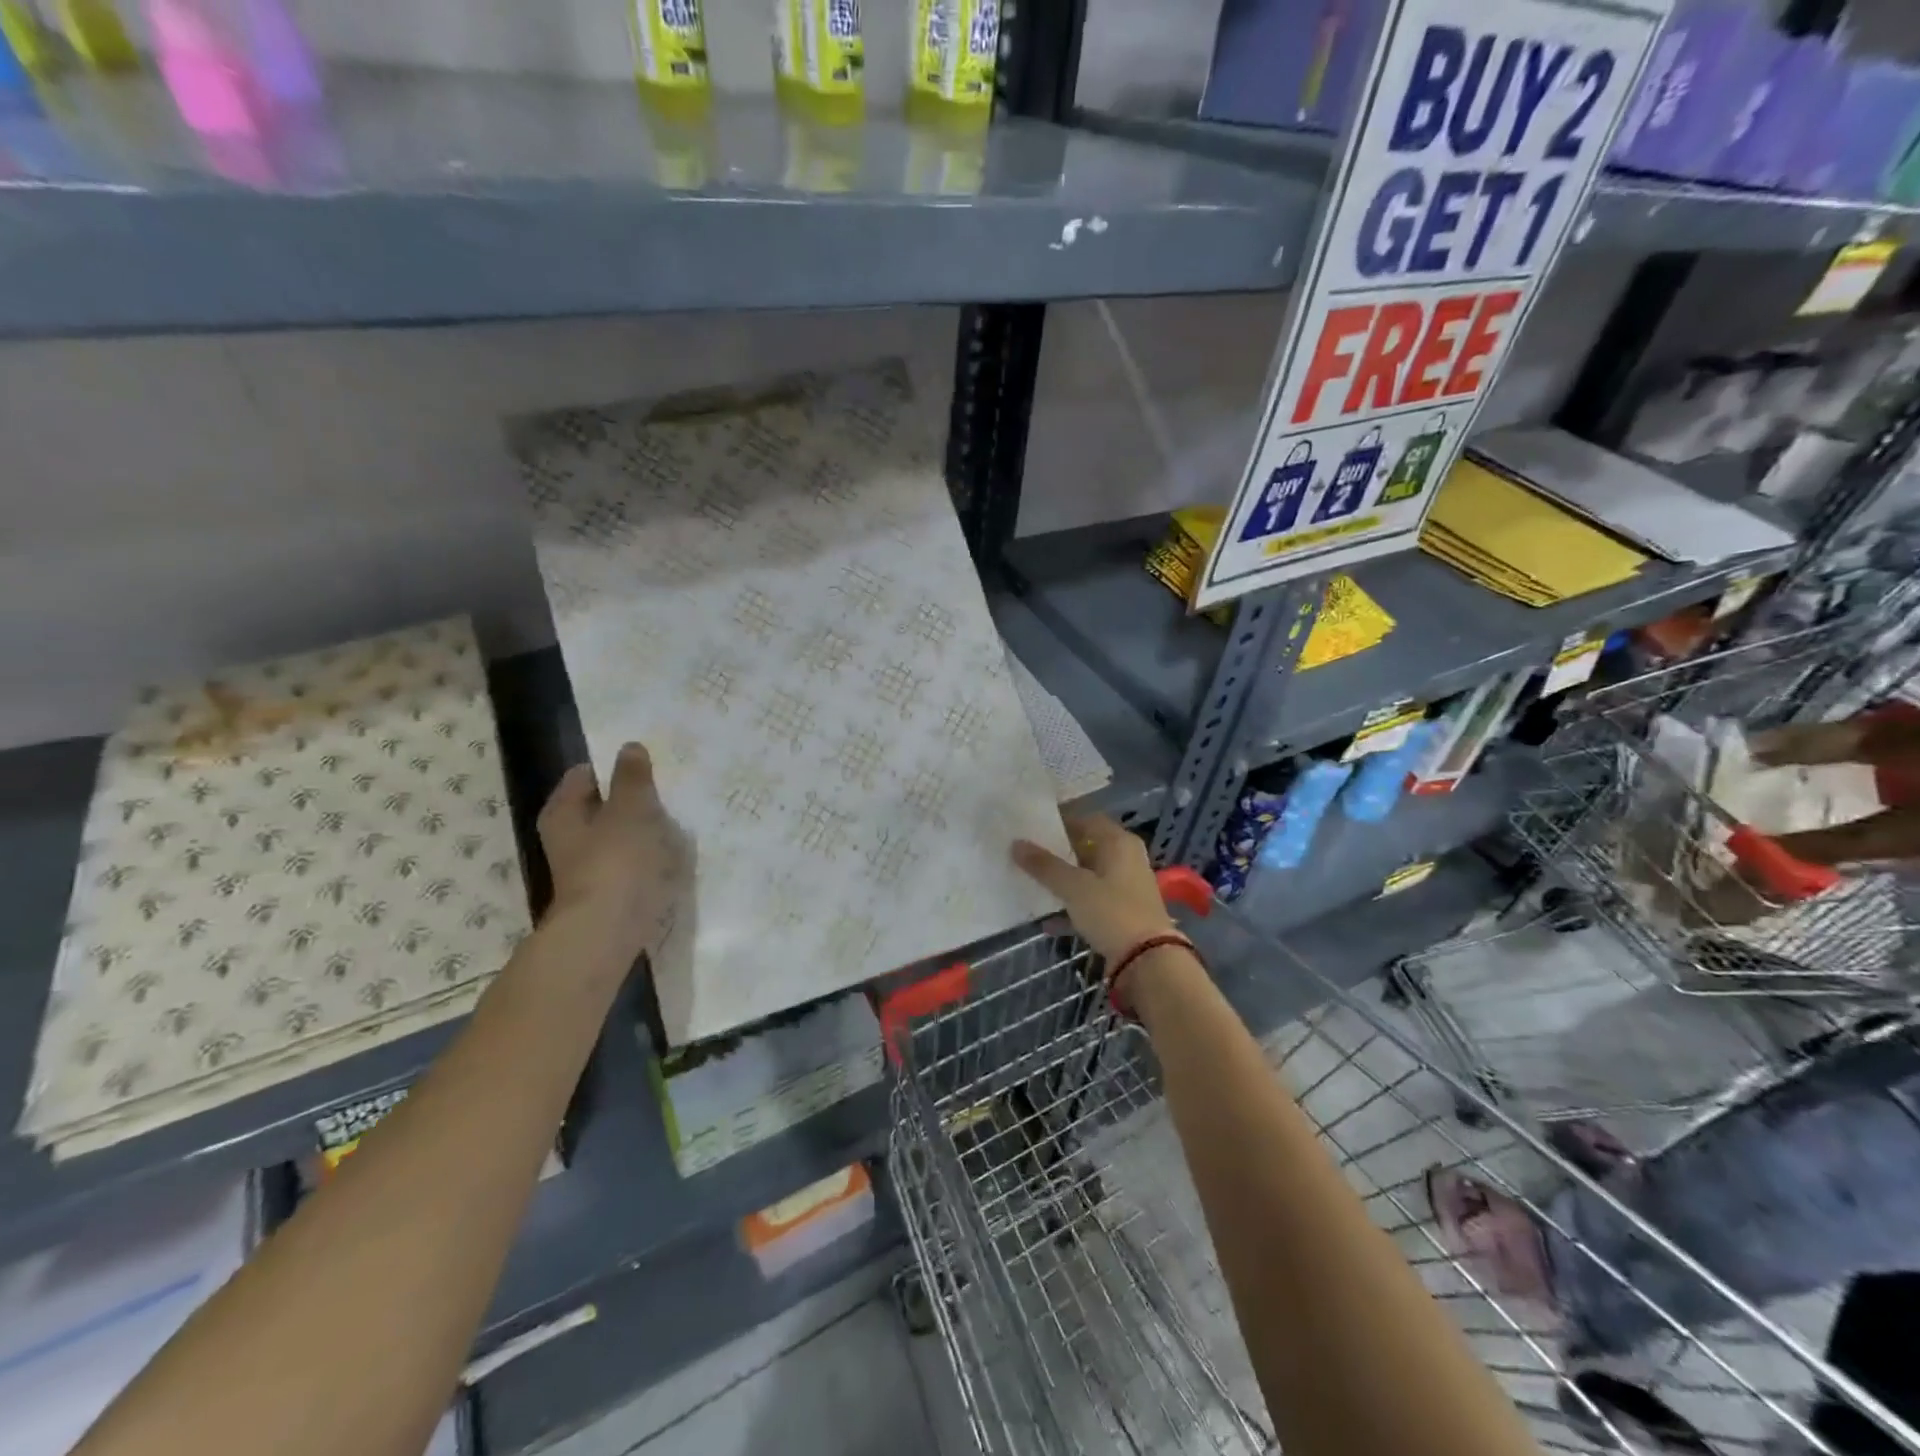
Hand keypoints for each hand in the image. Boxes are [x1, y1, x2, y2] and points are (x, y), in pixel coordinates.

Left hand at [537, 743, 684, 964]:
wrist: (608, 932)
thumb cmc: (617, 861)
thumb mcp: (630, 809)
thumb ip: (632, 778)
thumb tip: (630, 747)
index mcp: (563, 811)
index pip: (584, 774)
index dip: (613, 767)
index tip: (647, 767)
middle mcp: (567, 838)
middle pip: (600, 807)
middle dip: (630, 800)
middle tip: (666, 793)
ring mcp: (586, 868)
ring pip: (616, 837)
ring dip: (641, 831)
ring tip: (675, 824)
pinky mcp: (606, 894)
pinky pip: (630, 864)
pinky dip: (647, 859)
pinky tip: (671, 859)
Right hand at [1011, 814, 1177, 964]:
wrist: (1149, 960)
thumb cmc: (1112, 911)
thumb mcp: (1074, 887)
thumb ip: (1045, 866)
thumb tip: (1016, 844)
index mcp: (1119, 842)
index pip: (1087, 820)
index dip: (1061, 822)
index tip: (1034, 828)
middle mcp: (1127, 858)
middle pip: (1088, 848)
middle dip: (1059, 853)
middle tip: (1029, 856)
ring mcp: (1127, 887)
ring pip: (1089, 877)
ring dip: (1064, 882)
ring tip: (1034, 885)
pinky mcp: (1125, 913)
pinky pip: (1093, 902)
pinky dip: (1074, 908)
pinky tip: (1049, 922)